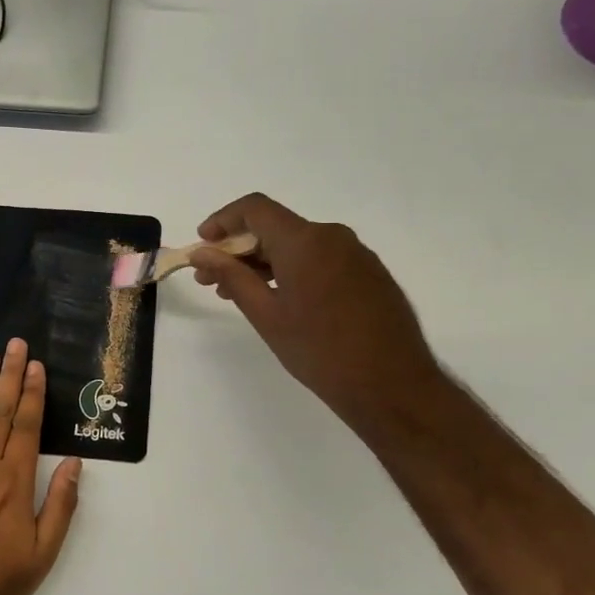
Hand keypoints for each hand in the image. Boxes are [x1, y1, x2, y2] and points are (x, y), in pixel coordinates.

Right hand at [191, 193, 442, 430]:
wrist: (392, 385)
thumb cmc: (320, 351)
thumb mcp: (266, 315)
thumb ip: (231, 276)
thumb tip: (202, 252)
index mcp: (305, 241)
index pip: (255, 209)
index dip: (222, 220)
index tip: (202, 245)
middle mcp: (333, 236)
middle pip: (276, 227)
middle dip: (238, 249)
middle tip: (210, 279)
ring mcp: (356, 254)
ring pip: (298, 245)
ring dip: (264, 263)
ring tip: (238, 294)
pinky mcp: (369, 274)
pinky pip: (320, 260)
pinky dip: (292, 271)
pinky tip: (279, 301)